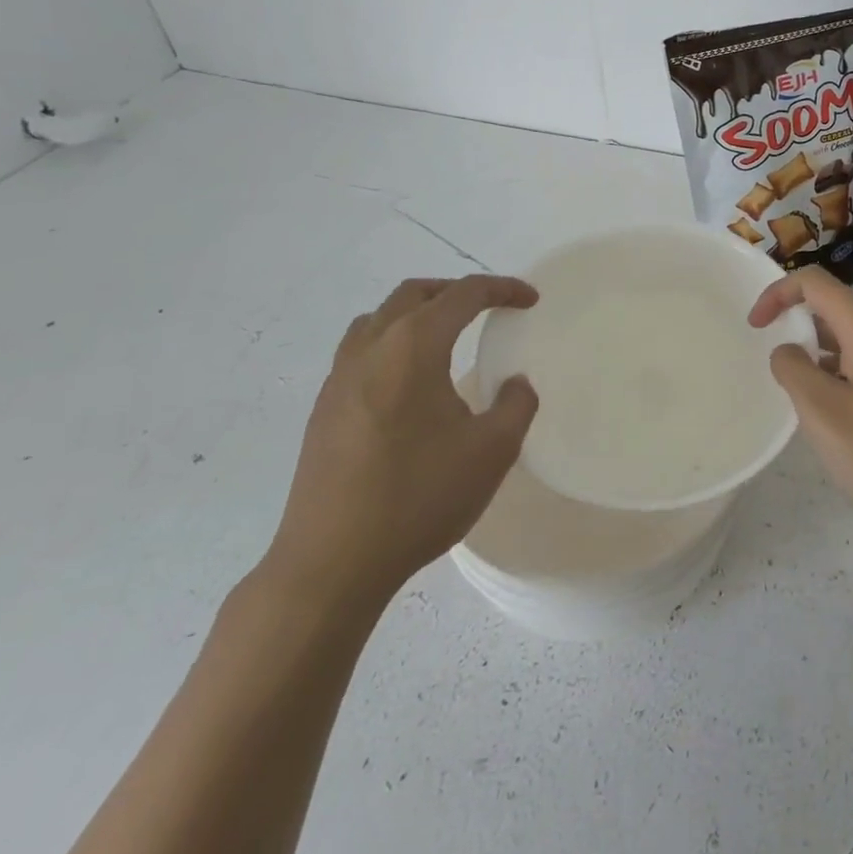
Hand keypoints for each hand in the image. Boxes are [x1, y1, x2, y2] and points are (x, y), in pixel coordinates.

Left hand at [260, 276, 538, 611]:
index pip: (462, 294)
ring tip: (444, 337)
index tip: (529, 300)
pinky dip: (390, 343)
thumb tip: (515, 383)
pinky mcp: (323, 409)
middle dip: (455, 291)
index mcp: (413, 347)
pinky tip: (407, 383)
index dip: (501, 289)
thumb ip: (516, 404)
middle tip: (487, 308)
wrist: (330, 564)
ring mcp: (339, 378)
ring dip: (416, 313)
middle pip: (414, 294)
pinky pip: (359, 351)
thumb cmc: (418, 498)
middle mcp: (371, 349)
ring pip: (378, 318)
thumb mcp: (492, 451)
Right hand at [749, 268, 852, 554]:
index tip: (754, 327)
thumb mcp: (821, 411)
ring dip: (816, 353)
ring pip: (848, 339)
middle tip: (774, 366)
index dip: (778, 293)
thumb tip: (788, 351)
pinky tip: (829, 414)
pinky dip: (836, 374)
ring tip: (797, 395)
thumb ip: (793, 369)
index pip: (816, 283)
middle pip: (833, 308)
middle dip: (796, 325)